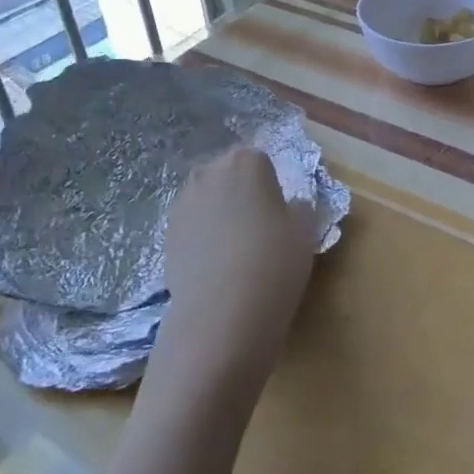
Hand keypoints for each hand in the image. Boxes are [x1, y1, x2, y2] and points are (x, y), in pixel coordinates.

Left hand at [150, 147, 318, 401]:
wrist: (221, 313)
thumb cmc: (273, 260)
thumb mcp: (306, 229)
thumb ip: (300, 207)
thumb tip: (289, 207)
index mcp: (245, 161)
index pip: (260, 160)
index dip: (271, 184)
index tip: (278, 211)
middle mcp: (208, 172)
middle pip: (228, 174)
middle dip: (241, 192)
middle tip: (259, 226)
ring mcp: (182, 203)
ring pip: (207, 199)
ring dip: (219, 213)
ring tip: (236, 248)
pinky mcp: (166, 234)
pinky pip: (192, 225)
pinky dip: (203, 236)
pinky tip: (216, 264)